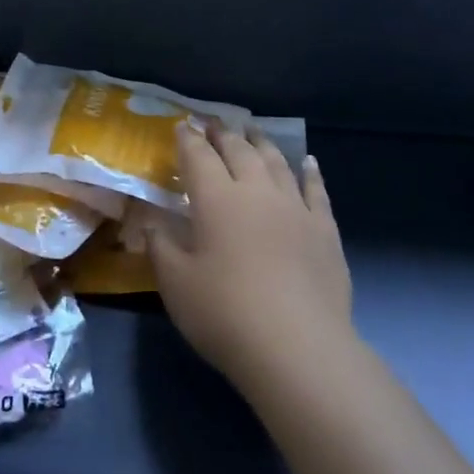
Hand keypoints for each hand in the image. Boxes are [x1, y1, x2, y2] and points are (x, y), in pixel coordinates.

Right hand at [146, 123, 353, 401]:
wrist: (297, 347)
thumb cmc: (224, 313)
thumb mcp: (175, 283)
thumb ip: (160, 246)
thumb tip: (149, 223)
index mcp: (216, 199)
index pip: (199, 157)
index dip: (189, 139)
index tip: (183, 126)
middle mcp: (256, 192)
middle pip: (239, 151)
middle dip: (224, 135)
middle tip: (214, 125)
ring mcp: (295, 208)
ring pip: (277, 163)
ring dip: (262, 144)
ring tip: (253, 132)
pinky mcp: (324, 230)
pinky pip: (316, 190)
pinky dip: (309, 172)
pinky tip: (308, 162)